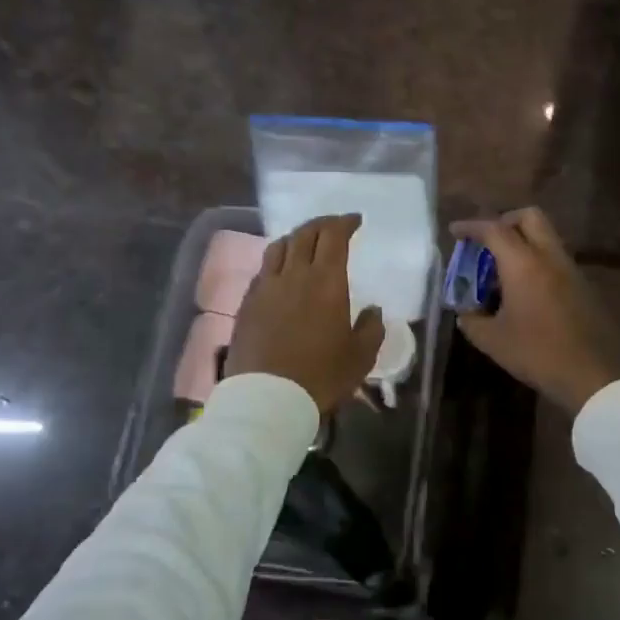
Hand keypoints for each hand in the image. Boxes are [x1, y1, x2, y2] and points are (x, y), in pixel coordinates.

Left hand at [228, 214, 384, 412]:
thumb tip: (373, 310)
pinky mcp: (247, 304)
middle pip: (304, 234)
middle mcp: (294, 275)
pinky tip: (280, 273)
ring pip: (278, 247)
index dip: (345, 223)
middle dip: (321, 224)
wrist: (267, 399)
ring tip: (305, 243)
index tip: (355, 221)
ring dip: (295, 238)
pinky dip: (276, 262)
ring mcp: (266, 288)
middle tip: (333, 226)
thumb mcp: (360, 357)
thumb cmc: (321, 377)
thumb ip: (371, 328)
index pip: (333, 236)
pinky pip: (263, 270)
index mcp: (326, 282)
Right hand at [448, 207, 619, 414]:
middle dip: (504, 221)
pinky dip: (537, 262)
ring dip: (523, 243)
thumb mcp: (492, 341)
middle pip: (529, 217)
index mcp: (523, 264)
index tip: (455, 231)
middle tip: (486, 242)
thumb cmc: (536, 353)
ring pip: (546, 238)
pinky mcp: (584, 286)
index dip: (471, 226)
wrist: (592, 375)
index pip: (494, 229)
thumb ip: (472, 320)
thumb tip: (466, 313)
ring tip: (503, 271)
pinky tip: (526, 291)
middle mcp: (549, 257)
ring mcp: (571, 270)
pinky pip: (556, 260)